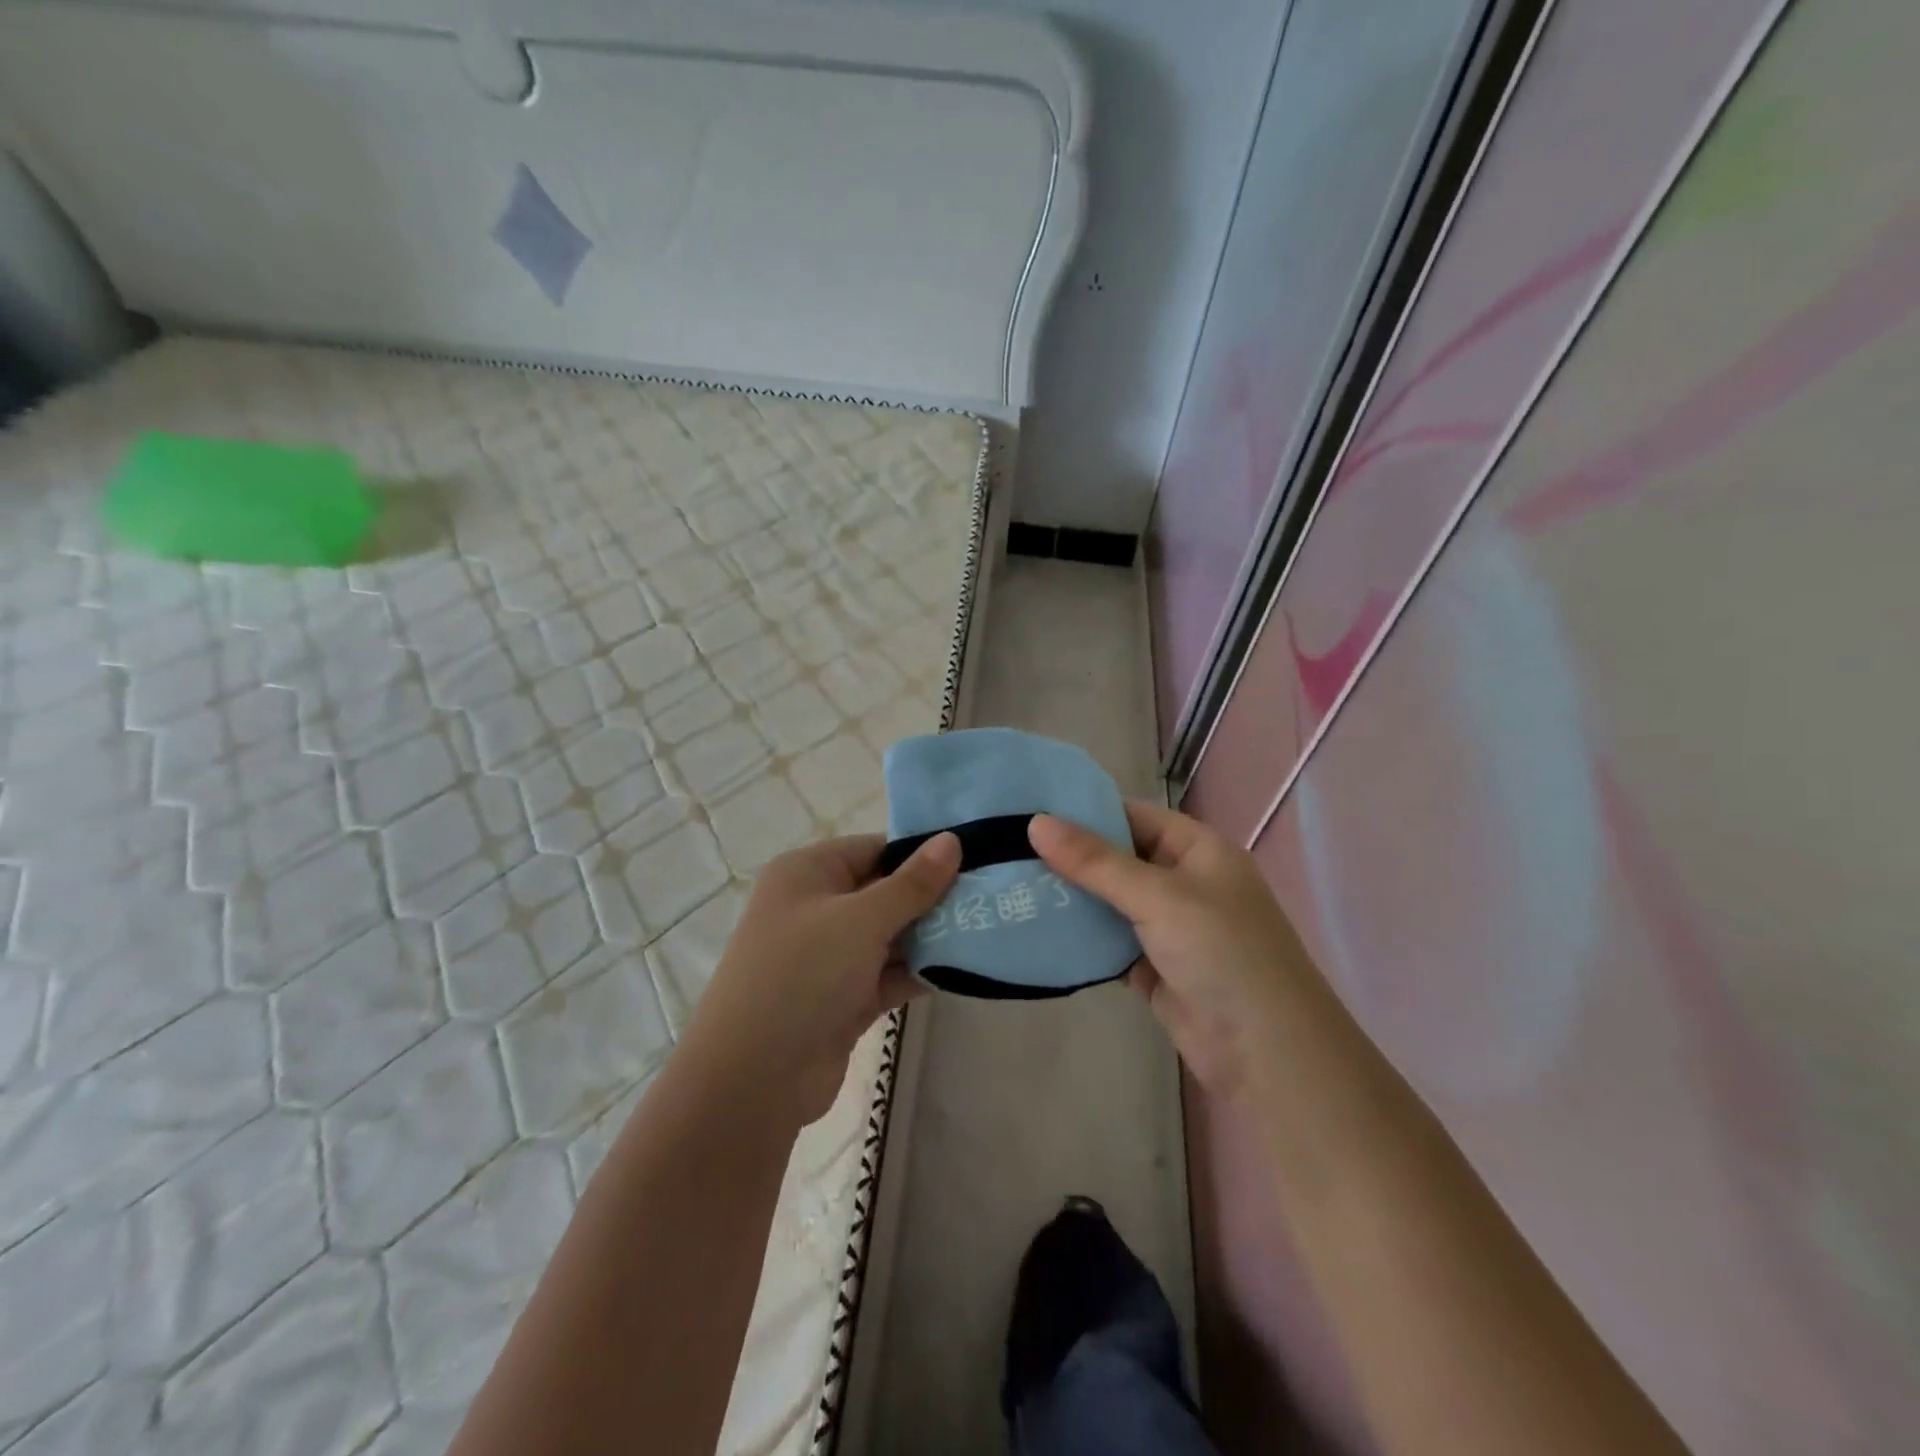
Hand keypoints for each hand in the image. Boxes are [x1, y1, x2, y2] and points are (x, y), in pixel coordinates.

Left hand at [680, 832, 960, 1126]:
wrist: (753, 1079)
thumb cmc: (803, 974)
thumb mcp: (861, 919)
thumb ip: (912, 883)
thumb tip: (951, 840)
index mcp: (808, 873)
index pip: (873, 849)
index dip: (920, 854)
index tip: (974, 859)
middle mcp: (816, 908)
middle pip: (884, 892)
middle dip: (932, 898)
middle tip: (990, 896)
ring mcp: (829, 957)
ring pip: (889, 936)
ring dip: (930, 937)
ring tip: (987, 929)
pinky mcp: (843, 998)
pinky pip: (887, 974)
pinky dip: (918, 972)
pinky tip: (963, 969)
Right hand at [1029, 802, 1322, 1103]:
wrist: (1267, 1054)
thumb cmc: (1223, 953)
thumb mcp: (1159, 897)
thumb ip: (1096, 862)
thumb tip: (1036, 823)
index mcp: (1197, 850)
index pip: (1133, 816)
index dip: (1085, 812)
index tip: (1029, 812)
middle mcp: (1184, 882)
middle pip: (1118, 859)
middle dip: (1070, 858)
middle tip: (1007, 851)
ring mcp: (1169, 927)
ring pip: (1110, 902)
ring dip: (1071, 899)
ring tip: (1012, 886)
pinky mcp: (1155, 967)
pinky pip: (1110, 942)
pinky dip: (1081, 939)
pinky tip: (1038, 931)